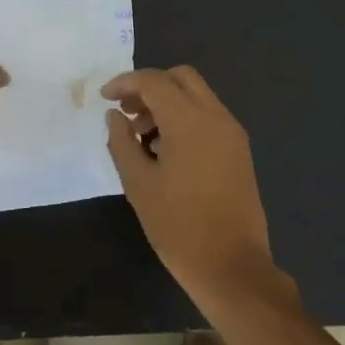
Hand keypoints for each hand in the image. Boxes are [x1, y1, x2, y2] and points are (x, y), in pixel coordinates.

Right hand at [102, 66, 290, 306]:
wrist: (232, 266)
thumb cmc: (178, 227)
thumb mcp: (138, 185)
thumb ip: (122, 142)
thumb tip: (115, 116)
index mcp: (190, 122)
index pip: (154, 81)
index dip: (125, 83)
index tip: (105, 98)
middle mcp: (217, 117)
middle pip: (181, 78)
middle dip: (150, 87)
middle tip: (127, 113)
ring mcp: (233, 133)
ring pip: (197, 96)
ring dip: (168, 103)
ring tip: (143, 139)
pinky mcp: (239, 151)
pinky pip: (209, 117)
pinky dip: (185, 119)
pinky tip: (167, 152)